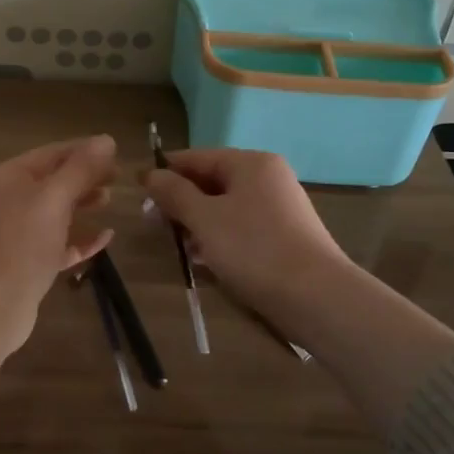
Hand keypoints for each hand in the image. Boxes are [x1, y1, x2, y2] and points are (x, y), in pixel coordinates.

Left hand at [0, 136, 117, 351]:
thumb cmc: (20, 245)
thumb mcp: (53, 199)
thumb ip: (80, 169)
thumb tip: (106, 140)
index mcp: (7, 178)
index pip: (51, 153)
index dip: (84, 150)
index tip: (117, 151)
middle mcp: (7, 201)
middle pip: (52, 181)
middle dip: (84, 177)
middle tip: (118, 177)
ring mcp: (14, 234)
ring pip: (54, 212)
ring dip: (82, 204)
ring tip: (110, 201)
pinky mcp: (25, 264)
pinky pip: (57, 243)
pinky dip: (79, 238)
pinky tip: (105, 238)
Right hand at [144, 149, 351, 324]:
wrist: (317, 297)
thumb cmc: (254, 249)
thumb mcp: (205, 219)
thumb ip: (175, 194)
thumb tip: (151, 174)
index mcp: (250, 163)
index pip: (196, 157)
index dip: (165, 172)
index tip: (137, 191)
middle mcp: (267, 178)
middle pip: (211, 181)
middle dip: (181, 202)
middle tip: (154, 225)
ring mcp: (279, 207)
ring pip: (225, 207)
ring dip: (197, 223)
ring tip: (177, 247)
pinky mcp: (284, 236)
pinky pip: (241, 228)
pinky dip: (219, 238)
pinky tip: (204, 261)